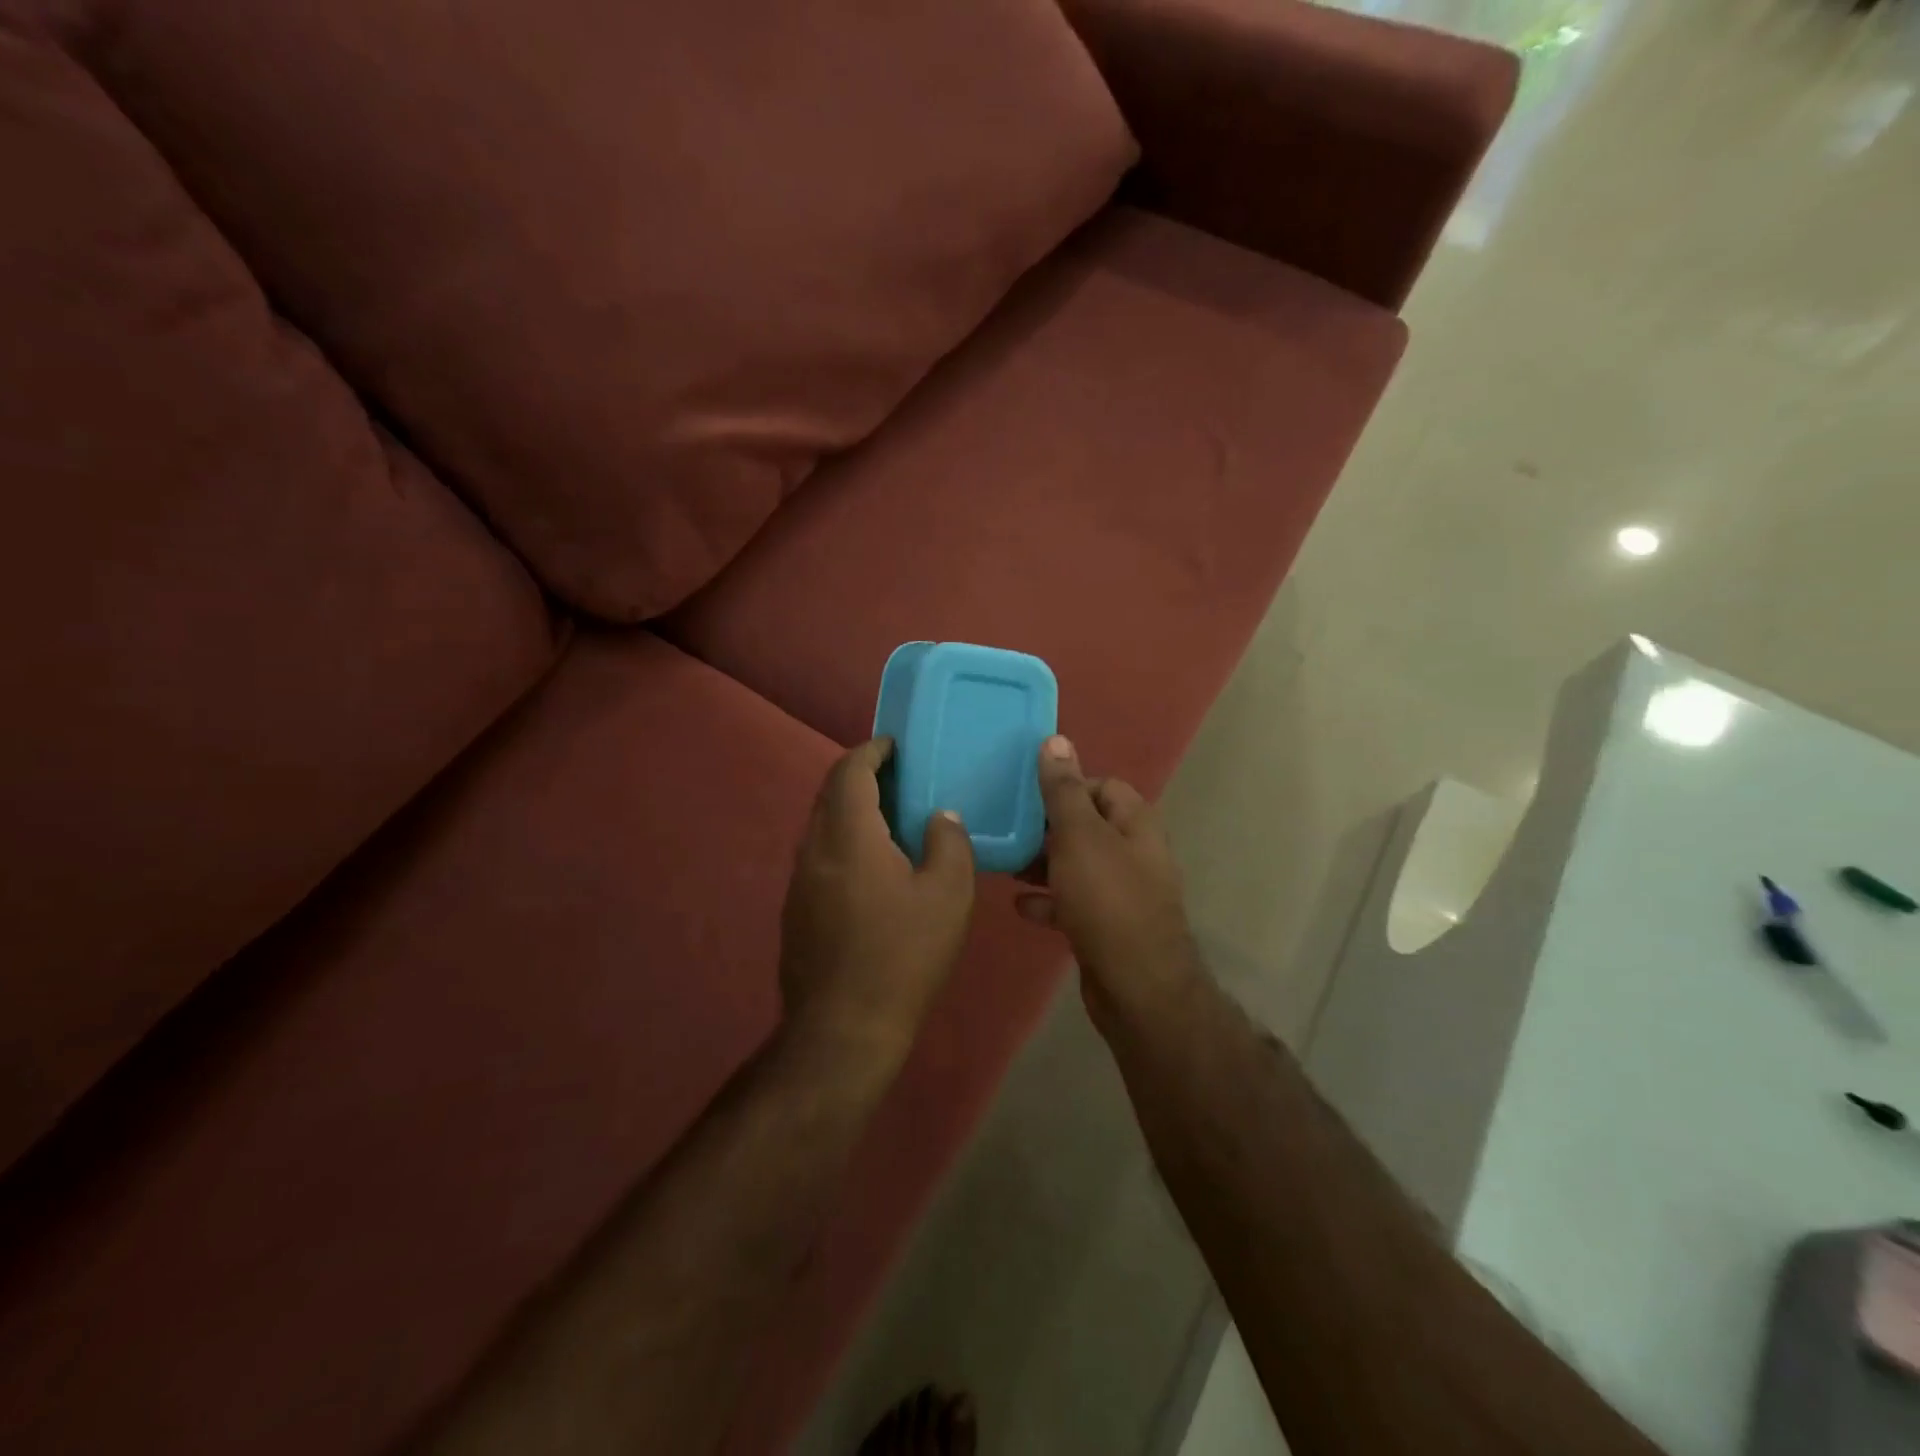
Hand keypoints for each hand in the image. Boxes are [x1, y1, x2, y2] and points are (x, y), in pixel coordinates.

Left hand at [780, 738, 975, 1062]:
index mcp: (848, 835)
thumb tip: (940, 817)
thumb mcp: (948, 895)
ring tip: (892, 819)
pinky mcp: (795, 910)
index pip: (850, 771)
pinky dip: (844, 842)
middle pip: (830, 794)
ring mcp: (799, 881)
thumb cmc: (902, 956)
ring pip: (822, 826)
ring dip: (852, 811)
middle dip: (861, 777)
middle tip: (900, 778)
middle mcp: (814, 849)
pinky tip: (873, 868)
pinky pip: (819, 856)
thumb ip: (948, 842)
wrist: (842, 1029)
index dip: (872, 751)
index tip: (896, 746)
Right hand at [1015, 736, 1201, 1021]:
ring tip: (1006, 864)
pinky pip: (1073, 902)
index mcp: (1134, 824)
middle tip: (1007, 828)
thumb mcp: (1079, 837)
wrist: (1136, 988)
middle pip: (1087, 826)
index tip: (1028, 795)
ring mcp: (1122, 892)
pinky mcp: (1107, 926)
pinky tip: (1020, 906)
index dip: (1067, 786)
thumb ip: (1064, 790)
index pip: (1102, 786)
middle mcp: (1133, 853)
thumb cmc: (1107, 901)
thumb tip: (1056, 740)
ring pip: (1077, 865)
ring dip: (1043, 863)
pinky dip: (1049, 901)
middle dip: (1047, 827)